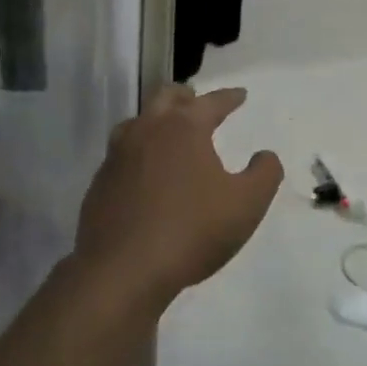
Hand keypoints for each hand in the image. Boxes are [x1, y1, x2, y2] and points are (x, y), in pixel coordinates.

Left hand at [73, 84, 282, 310]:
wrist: (122, 270)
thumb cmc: (191, 230)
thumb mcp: (246, 205)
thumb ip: (264, 174)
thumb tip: (266, 155)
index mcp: (184, 127)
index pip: (211, 102)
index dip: (229, 97)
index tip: (241, 95)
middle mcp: (148, 130)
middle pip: (166, 97)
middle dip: (185, 96)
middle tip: (196, 101)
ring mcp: (118, 154)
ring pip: (137, 122)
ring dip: (155, 120)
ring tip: (167, 132)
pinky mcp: (100, 182)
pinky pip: (121, 154)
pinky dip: (137, 152)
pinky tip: (143, 173)